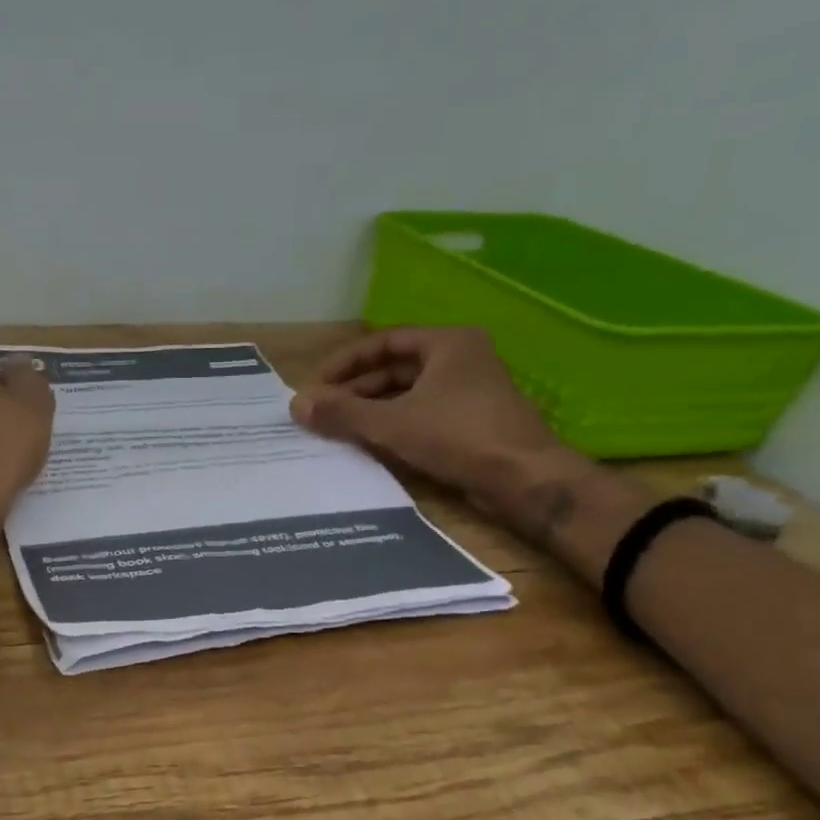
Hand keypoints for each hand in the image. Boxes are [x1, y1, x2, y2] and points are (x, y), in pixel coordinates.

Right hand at [289, 326, 580, 511]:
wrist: (523, 478)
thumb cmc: (457, 435)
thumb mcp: (390, 423)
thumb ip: (341, 413)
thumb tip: (296, 405)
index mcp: (448, 343)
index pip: (385, 341)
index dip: (347, 361)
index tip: (318, 383)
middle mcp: (463, 359)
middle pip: (396, 368)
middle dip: (357, 389)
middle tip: (325, 411)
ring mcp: (471, 391)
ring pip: (410, 393)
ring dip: (374, 409)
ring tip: (341, 429)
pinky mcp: (474, 421)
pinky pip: (424, 414)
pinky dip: (396, 424)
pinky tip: (373, 444)